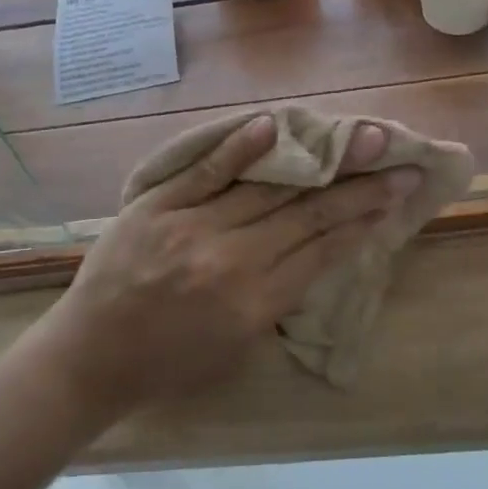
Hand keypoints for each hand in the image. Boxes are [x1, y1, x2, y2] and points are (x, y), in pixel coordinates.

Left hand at [34, 117, 419, 413]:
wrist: (89, 357)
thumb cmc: (168, 363)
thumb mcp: (235, 347)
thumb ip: (276, 297)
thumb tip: (317, 248)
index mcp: (253, 303)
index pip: (323, 250)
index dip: (365, 219)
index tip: (398, 193)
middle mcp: (231, 260)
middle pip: (307, 214)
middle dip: (359, 186)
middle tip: (398, 159)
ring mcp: (192, 227)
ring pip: (267, 188)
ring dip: (317, 162)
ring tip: (358, 137)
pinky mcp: (158, 205)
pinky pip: (206, 172)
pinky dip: (240, 148)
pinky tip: (273, 125)